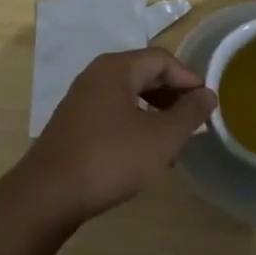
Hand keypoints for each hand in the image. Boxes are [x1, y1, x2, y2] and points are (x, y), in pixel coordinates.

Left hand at [8, 49, 216, 230]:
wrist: (47, 195)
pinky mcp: (74, 123)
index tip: (208, 105)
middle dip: (173, 97)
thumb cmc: (110, 158)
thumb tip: (208, 94)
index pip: (162, 60)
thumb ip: (188, 113)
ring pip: (130, 96)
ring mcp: (82, 99)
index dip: (189, 79)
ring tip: (175, 143)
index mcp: (116, 68)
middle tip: (195, 123)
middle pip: (145, 74)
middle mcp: (97, 75)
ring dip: (156, 114)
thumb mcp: (160, 138)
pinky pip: (114, 113)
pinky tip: (145, 154)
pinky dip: (136, 125)